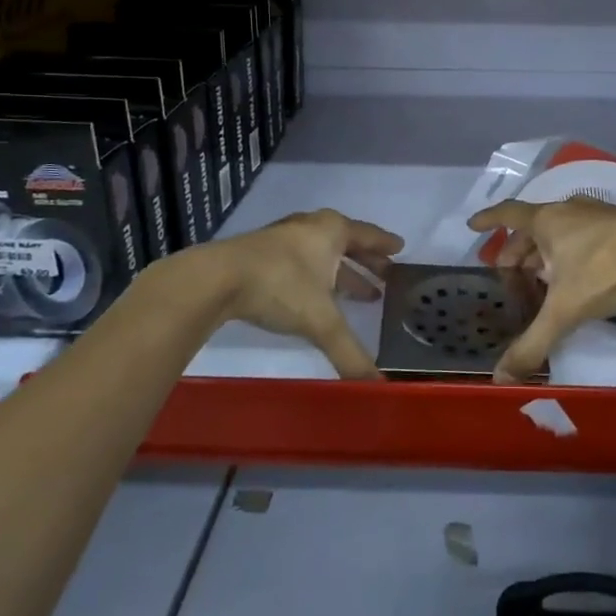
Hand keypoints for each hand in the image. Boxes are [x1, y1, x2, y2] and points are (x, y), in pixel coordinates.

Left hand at [201, 209, 402, 377]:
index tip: (400, 248)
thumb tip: (378, 387)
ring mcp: (283, 237)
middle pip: (347, 241)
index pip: (368, 235)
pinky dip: (316, 274)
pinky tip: (314, 293)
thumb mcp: (321, 321)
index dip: (385, 245)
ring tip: (357, 292)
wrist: (216, 279)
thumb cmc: (280, 287)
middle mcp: (311, 227)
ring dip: (340, 270)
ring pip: (322, 251)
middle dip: (365, 261)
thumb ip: (350, 353)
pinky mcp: (260, 252)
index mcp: (332, 231)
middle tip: (384, 275)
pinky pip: (301, 259)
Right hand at [467, 199, 615, 381]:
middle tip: (509, 272)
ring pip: (559, 230)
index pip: (508, 214)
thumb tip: (499, 378)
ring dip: (544, 251)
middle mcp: (568, 211)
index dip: (488, 220)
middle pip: (533, 226)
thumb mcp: (564, 310)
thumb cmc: (605, 271)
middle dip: (517, 248)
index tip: (472, 226)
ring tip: (540, 277)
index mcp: (547, 221)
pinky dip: (569, 252)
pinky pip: (582, 235)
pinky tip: (576, 275)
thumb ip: (532, 343)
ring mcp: (596, 215)